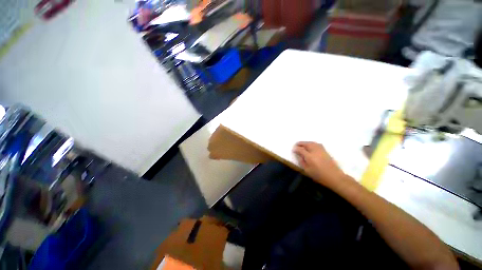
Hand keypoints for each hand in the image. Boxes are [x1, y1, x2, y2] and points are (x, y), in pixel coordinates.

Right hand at [293, 142, 346, 188]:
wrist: (334, 177)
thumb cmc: (319, 175)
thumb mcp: (307, 170)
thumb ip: (302, 162)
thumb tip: (299, 155)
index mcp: (309, 157)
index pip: (301, 149)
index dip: (296, 149)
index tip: (293, 149)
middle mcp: (315, 151)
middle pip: (306, 144)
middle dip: (300, 144)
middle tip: (296, 145)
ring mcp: (321, 150)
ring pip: (312, 143)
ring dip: (306, 143)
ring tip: (302, 145)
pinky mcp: (325, 151)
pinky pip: (316, 144)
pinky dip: (311, 143)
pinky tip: (310, 145)